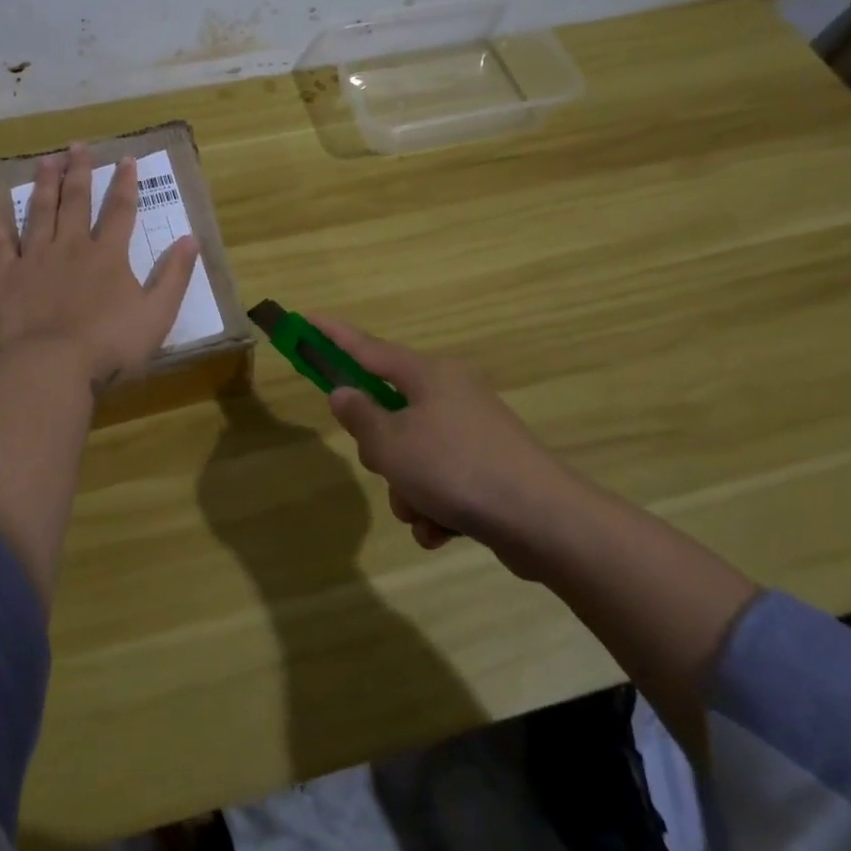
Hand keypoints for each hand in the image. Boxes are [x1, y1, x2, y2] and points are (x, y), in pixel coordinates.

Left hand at [0, 144, 199, 388]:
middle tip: (77, 146)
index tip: (127, 159)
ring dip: (44, 185)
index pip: (121, 210)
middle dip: (79, 172)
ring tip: (45, 161)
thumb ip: (175, 276)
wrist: (53, 365)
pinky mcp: (8, 278)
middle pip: (76, 201)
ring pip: (40, 212)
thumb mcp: (157, 314)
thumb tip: (191, 239)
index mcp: (109, 255)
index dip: (126, 183)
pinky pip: (0, 244)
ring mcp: (36, 259)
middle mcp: (72, 246)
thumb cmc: (111, 344)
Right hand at [315, 316, 573, 564]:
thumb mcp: (392, 445)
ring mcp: (473, 431)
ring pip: (413, 455)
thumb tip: (345, 393)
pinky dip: (434, 506)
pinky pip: (441, 482)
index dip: (333, 336)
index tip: (307, 320)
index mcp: (428, 375)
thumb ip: (360, 417)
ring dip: (408, 489)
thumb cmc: (455, 469)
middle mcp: (451, 394)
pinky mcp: (488, 468)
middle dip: (381, 451)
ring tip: (424, 513)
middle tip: (386, 468)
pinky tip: (443, 531)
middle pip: (390, 412)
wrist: (544, 521)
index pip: (367, 348)